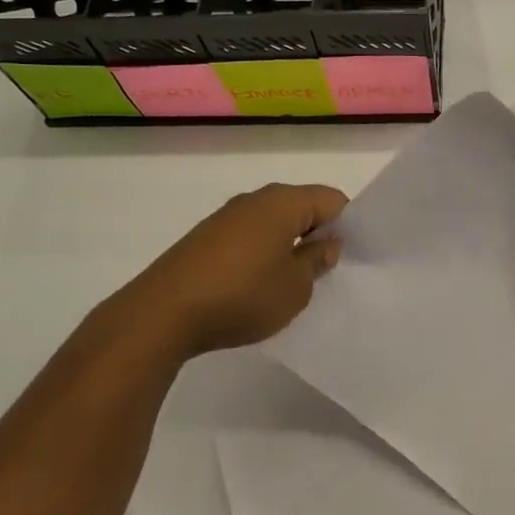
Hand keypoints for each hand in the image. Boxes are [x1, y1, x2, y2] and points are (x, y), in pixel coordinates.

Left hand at [102, 183, 347, 360]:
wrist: (162, 314)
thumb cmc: (243, 295)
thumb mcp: (296, 287)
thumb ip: (317, 261)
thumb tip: (326, 243)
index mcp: (283, 202)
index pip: (332, 200)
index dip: (348, 225)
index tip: (351, 256)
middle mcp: (255, 200)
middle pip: (301, 208)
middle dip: (318, 235)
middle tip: (328, 271)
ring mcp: (226, 218)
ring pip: (274, 224)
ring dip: (289, 247)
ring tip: (293, 283)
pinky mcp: (205, 240)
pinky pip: (249, 238)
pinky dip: (262, 255)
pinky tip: (259, 287)